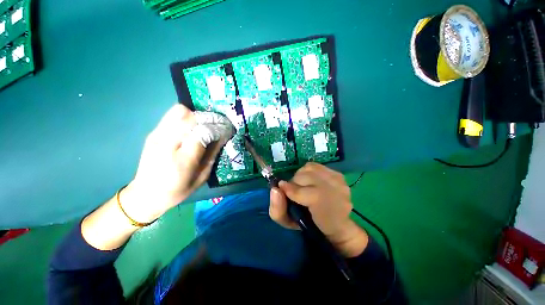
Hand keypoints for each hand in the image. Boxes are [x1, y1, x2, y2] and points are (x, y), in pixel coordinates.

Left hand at [120, 104, 226, 222]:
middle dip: (209, 118)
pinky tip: (191, 127)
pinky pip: (172, 116)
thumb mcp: (202, 176)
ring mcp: (157, 136)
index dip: (218, 128)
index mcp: (183, 160)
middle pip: (191, 117)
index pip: (203, 132)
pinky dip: (186, 117)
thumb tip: (222, 137)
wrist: (146, 194)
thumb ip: (213, 154)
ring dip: (196, 115)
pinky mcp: (153, 133)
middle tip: (218, 125)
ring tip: (204, 125)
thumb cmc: (178, 190)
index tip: (226, 129)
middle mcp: (167, 143)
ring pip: (179, 111)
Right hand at [269, 163, 368, 256]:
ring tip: (303, 185)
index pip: (306, 194)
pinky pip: (316, 166)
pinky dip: (308, 171)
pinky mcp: (339, 174)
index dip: (291, 190)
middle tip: (294, 191)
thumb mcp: (289, 223)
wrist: (336, 224)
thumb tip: (275, 189)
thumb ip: (278, 209)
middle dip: (295, 182)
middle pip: (306, 176)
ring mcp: (339, 181)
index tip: (282, 190)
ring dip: (301, 175)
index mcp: (327, 211)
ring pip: (310, 168)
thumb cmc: (310, 225)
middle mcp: (337, 192)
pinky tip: (311, 181)